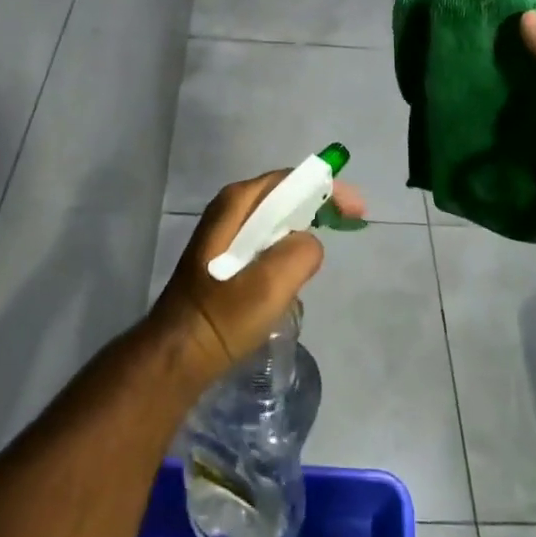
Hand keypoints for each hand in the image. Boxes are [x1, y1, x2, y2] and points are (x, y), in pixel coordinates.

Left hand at [147, 170, 366, 388]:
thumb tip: (309, 244)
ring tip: (327, 247)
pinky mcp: (226, 261)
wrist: (180, 356)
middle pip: (284, 197)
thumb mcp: (269, 284)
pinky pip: (267, 243)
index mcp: (235, 204)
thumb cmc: (222, 316)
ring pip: (276, 222)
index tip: (356, 210)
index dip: (326, 188)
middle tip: (350, 224)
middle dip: (318, 206)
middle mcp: (229, 211)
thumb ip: (299, 253)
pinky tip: (295, 275)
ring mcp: (225, 236)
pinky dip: (288, 250)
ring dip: (303, 230)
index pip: (290, 181)